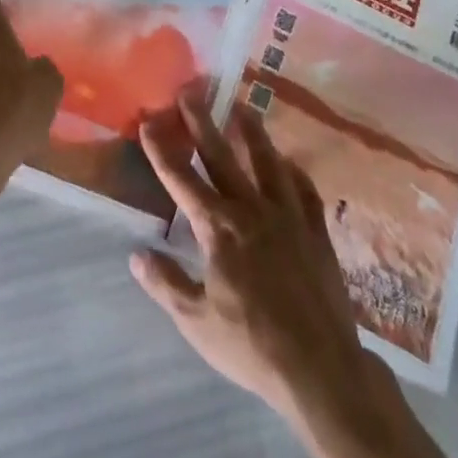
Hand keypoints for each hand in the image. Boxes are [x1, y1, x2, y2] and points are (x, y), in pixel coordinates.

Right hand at [134, 99, 440, 457]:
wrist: (320, 368)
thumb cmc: (251, 346)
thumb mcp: (197, 323)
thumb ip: (166, 284)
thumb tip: (136, 254)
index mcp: (218, 227)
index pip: (181, 179)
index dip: (161, 148)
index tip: (148, 118)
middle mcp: (250, 208)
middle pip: (220, 155)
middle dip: (201, 120)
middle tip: (190, 89)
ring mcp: (287, 215)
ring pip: (266, 160)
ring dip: (251, 130)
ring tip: (241, 105)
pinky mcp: (316, 229)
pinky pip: (304, 189)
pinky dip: (294, 171)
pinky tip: (288, 162)